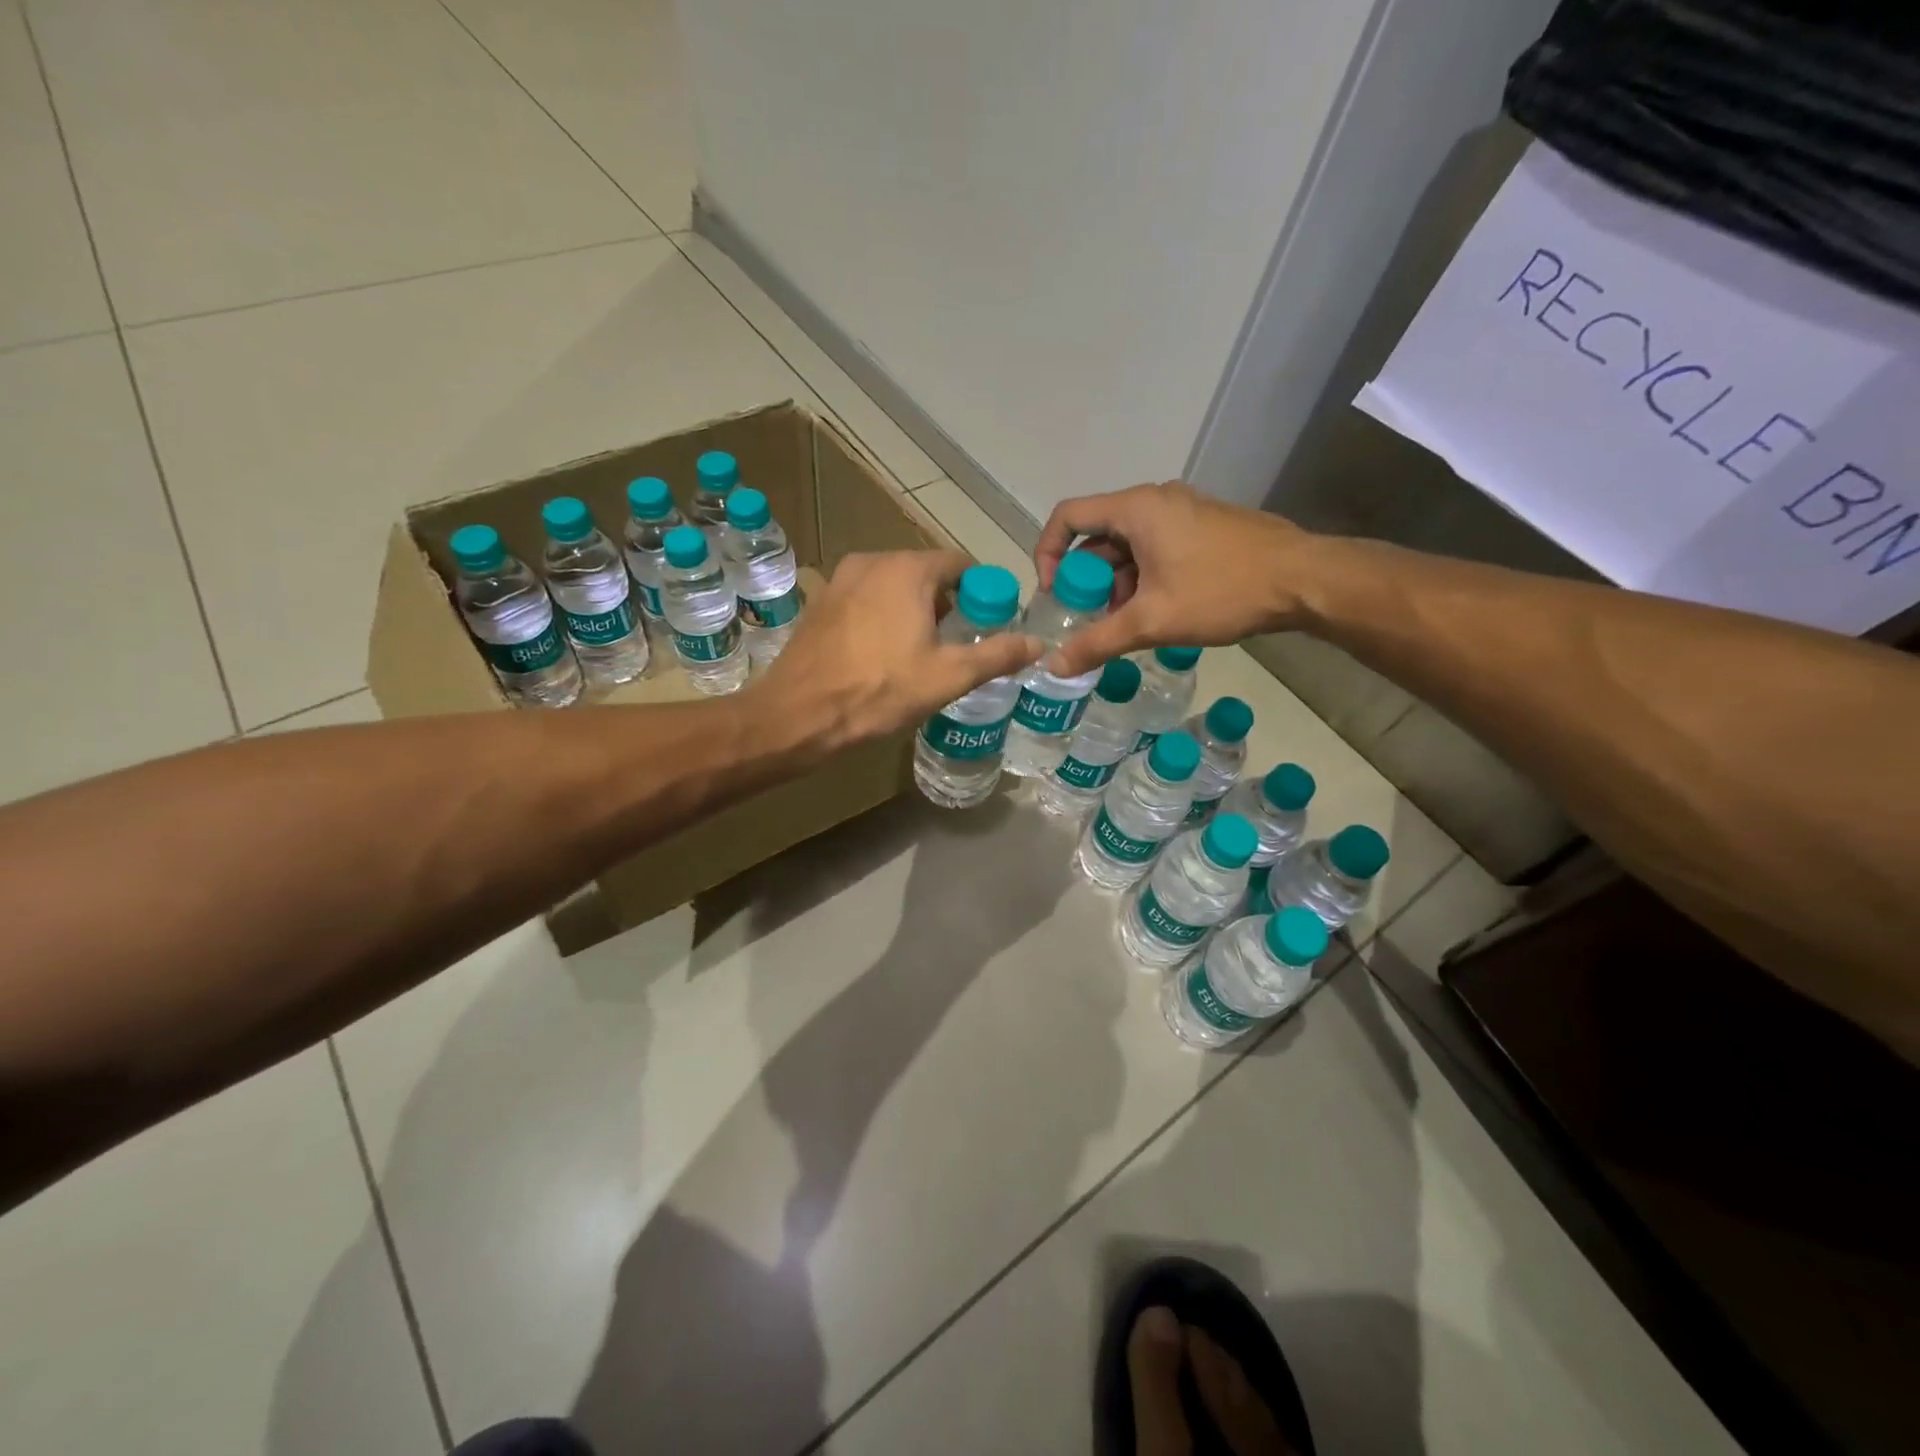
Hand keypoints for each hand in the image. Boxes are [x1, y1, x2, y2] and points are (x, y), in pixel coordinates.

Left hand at [753, 550, 1041, 747]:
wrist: (799, 714)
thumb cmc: (879, 691)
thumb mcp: (948, 676)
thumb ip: (997, 655)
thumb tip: (1038, 643)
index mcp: (908, 570)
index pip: (960, 564)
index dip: (981, 591)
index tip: (988, 622)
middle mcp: (873, 561)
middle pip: (926, 573)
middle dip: (947, 603)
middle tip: (958, 643)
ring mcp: (841, 579)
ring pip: (894, 585)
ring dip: (914, 609)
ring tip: (922, 652)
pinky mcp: (821, 601)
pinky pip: (866, 598)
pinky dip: (883, 615)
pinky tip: (883, 652)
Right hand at [1035, 482, 1313, 676]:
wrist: (1305, 580)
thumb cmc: (1221, 591)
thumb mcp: (1152, 621)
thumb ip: (1098, 642)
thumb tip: (1052, 667)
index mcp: (1136, 508)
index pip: (1067, 517)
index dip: (1047, 554)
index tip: (1053, 596)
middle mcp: (1155, 501)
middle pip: (1097, 535)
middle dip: (1084, 580)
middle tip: (1086, 620)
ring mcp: (1183, 512)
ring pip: (1128, 547)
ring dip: (1115, 585)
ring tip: (1123, 625)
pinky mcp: (1203, 528)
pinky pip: (1155, 549)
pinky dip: (1142, 579)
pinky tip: (1155, 614)